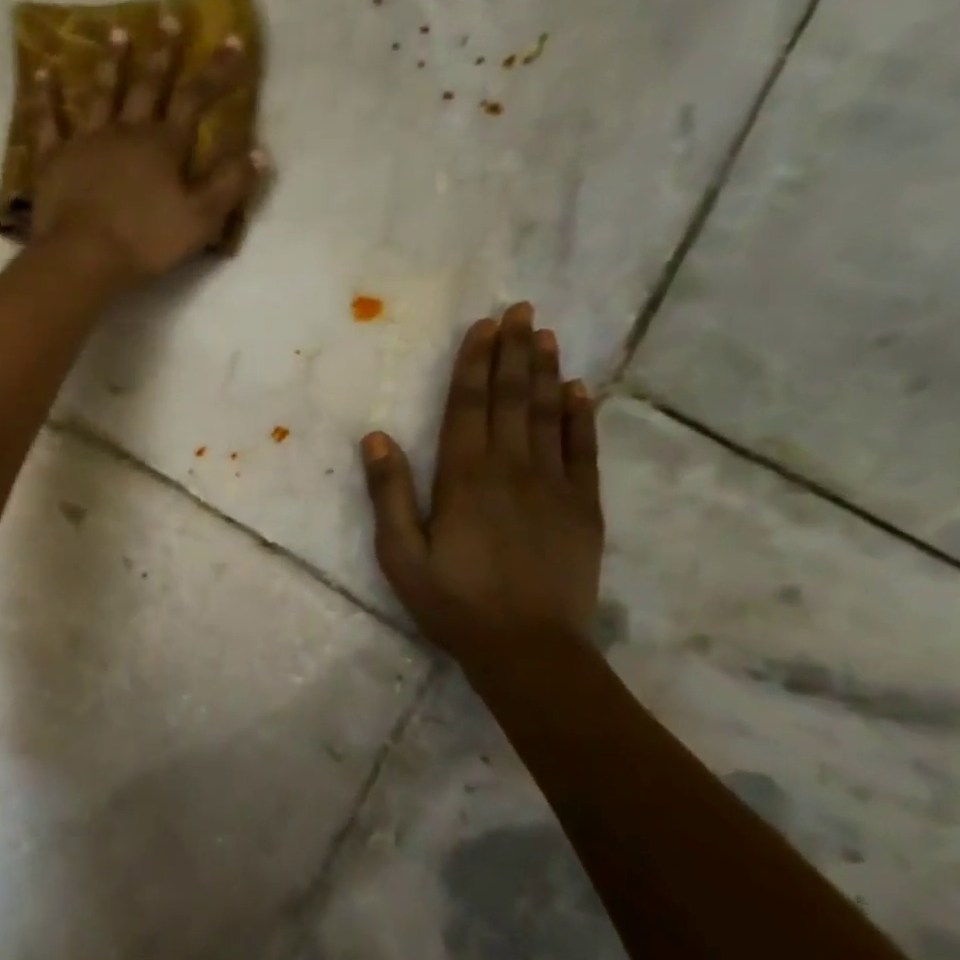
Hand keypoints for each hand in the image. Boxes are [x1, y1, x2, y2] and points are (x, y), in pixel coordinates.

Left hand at [24, 19, 266, 285]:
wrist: (83, 256)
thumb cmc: (145, 241)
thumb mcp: (200, 220)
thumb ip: (229, 185)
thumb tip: (260, 152)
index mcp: (163, 145)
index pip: (195, 99)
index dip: (216, 71)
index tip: (232, 40)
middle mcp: (126, 131)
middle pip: (147, 85)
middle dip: (162, 53)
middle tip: (168, 18)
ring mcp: (86, 141)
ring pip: (100, 93)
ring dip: (111, 62)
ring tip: (117, 31)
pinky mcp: (53, 158)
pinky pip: (47, 122)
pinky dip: (45, 97)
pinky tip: (43, 72)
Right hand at [360, 303, 603, 659]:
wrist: (529, 649)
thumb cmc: (454, 602)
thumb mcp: (401, 555)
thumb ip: (389, 494)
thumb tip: (376, 438)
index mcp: (464, 477)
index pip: (468, 405)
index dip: (474, 362)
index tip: (483, 325)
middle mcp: (511, 468)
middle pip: (510, 398)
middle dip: (514, 351)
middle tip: (521, 310)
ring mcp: (553, 485)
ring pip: (548, 414)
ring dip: (546, 372)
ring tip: (547, 335)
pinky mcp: (583, 507)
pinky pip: (583, 450)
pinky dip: (582, 417)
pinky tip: (581, 390)